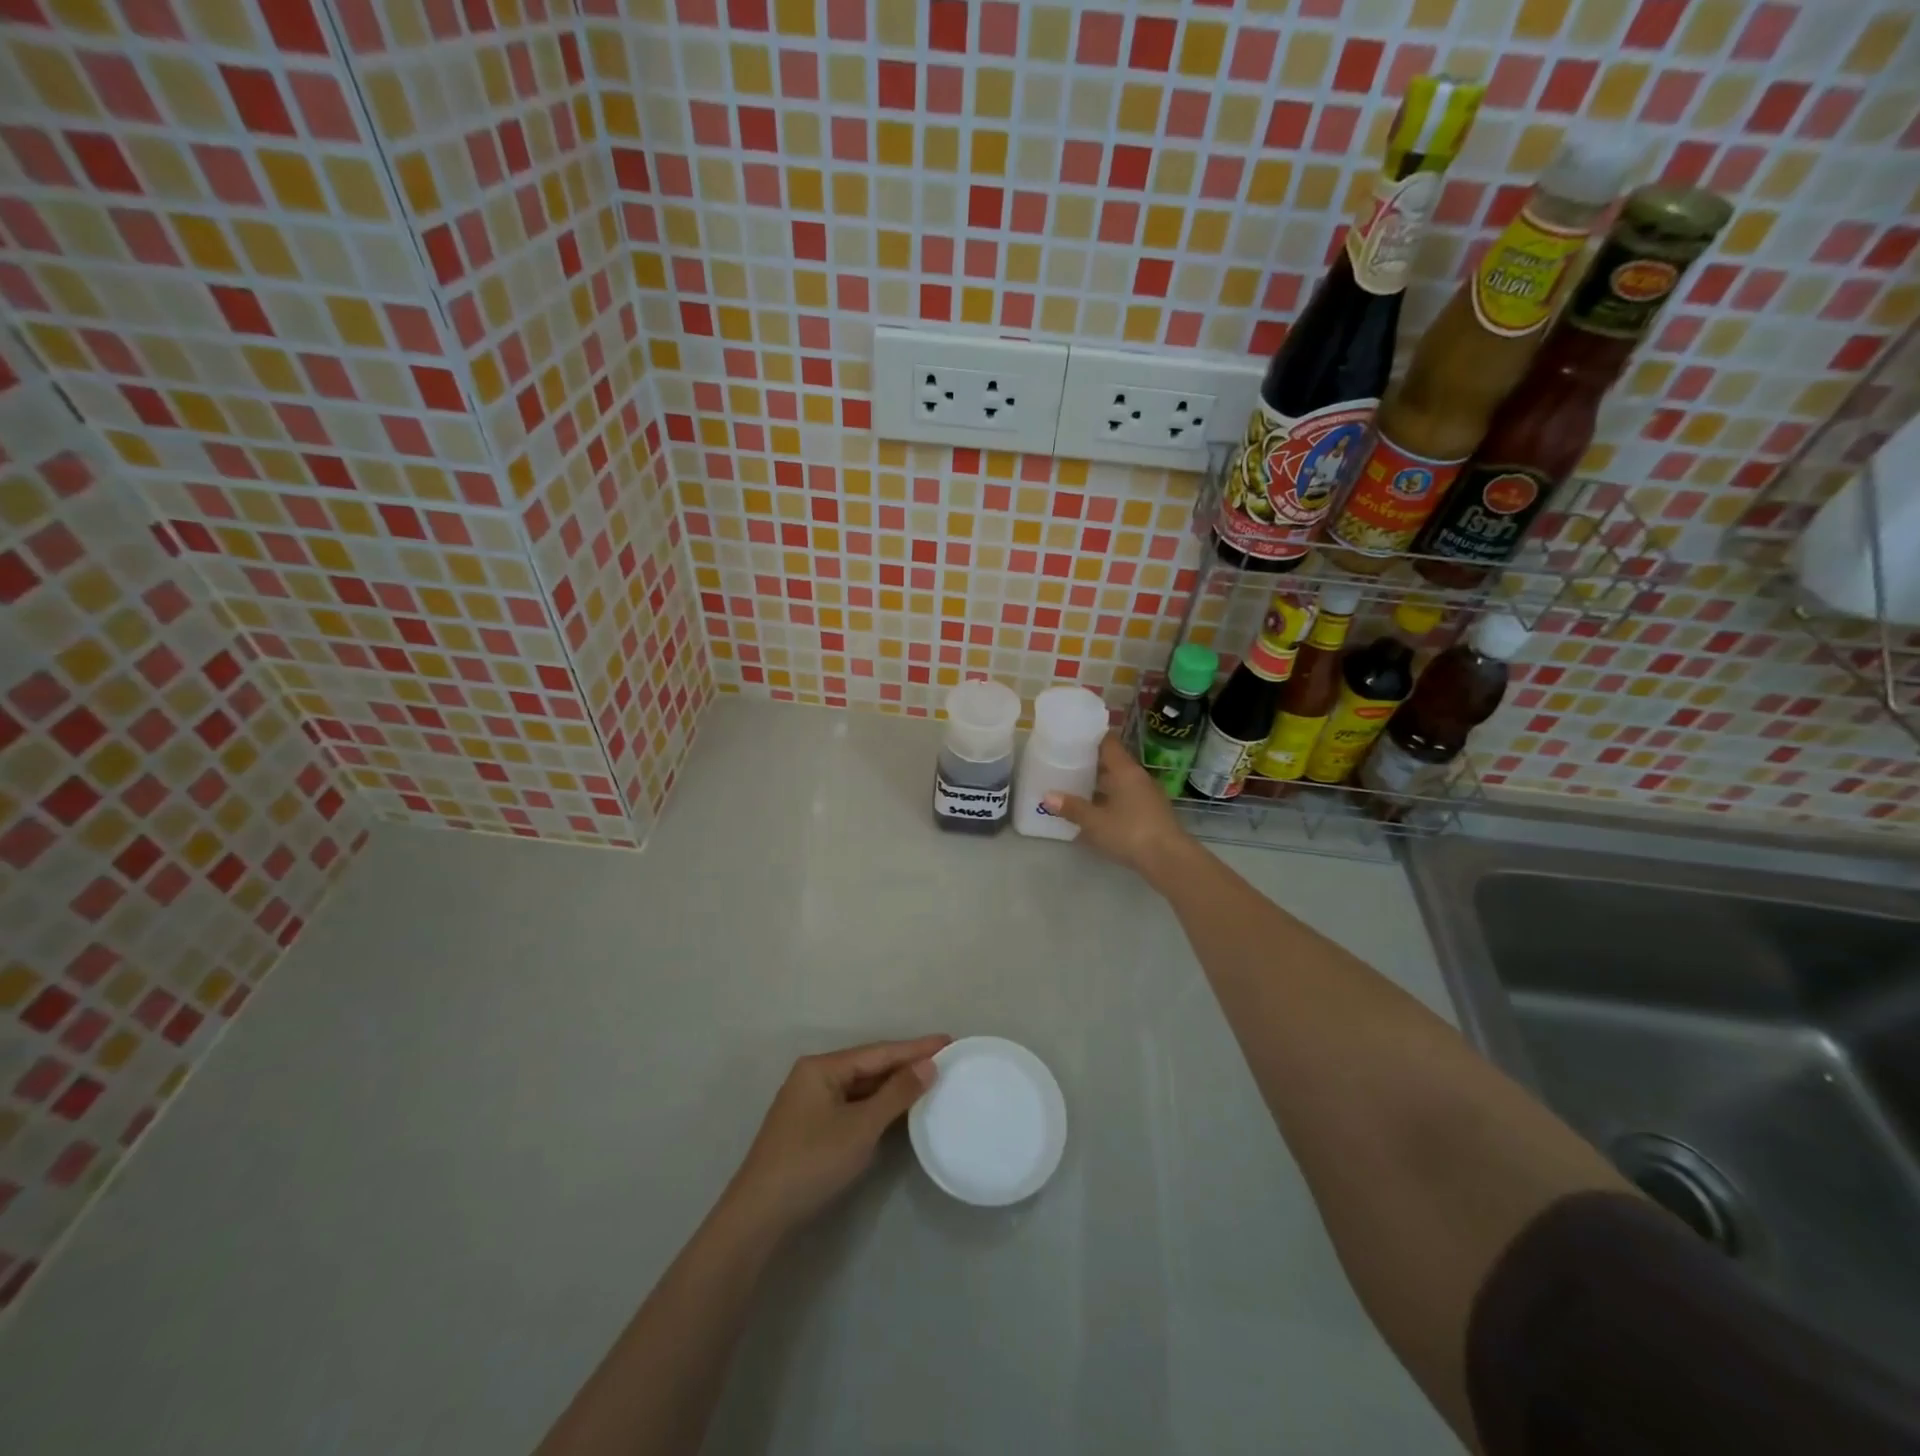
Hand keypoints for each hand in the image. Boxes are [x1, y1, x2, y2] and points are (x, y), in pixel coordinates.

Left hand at [724, 1036, 949, 1236]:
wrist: (759, 1214)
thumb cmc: (812, 1162)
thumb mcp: (860, 1127)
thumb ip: (896, 1094)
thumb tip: (928, 1065)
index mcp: (821, 1067)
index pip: (878, 1052)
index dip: (915, 1048)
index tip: (948, 1040)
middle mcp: (814, 1076)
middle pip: (868, 1065)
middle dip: (905, 1064)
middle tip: (944, 1059)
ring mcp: (810, 1102)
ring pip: (860, 1087)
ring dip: (892, 1085)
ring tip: (929, 1079)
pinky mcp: (811, 1126)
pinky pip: (852, 1105)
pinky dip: (876, 1104)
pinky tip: (897, 1108)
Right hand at [1043, 734, 1193, 881]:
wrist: (1169, 859)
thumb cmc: (1130, 833)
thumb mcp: (1095, 822)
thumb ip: (1072, 807)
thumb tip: (1047, 796)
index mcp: (1125, 770)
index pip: (1108, 742)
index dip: (1091, 737)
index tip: (1072, 738)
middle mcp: (1138, 777)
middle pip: (1113, 763)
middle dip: (1091, 764)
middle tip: (1066, 764)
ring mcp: (1148, 795)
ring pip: (1120, 782)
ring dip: (1101, 784)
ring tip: (1076, 787)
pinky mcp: (1152, 813)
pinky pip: (1127, 798)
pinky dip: (1111, 800)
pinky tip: (1096, 811)